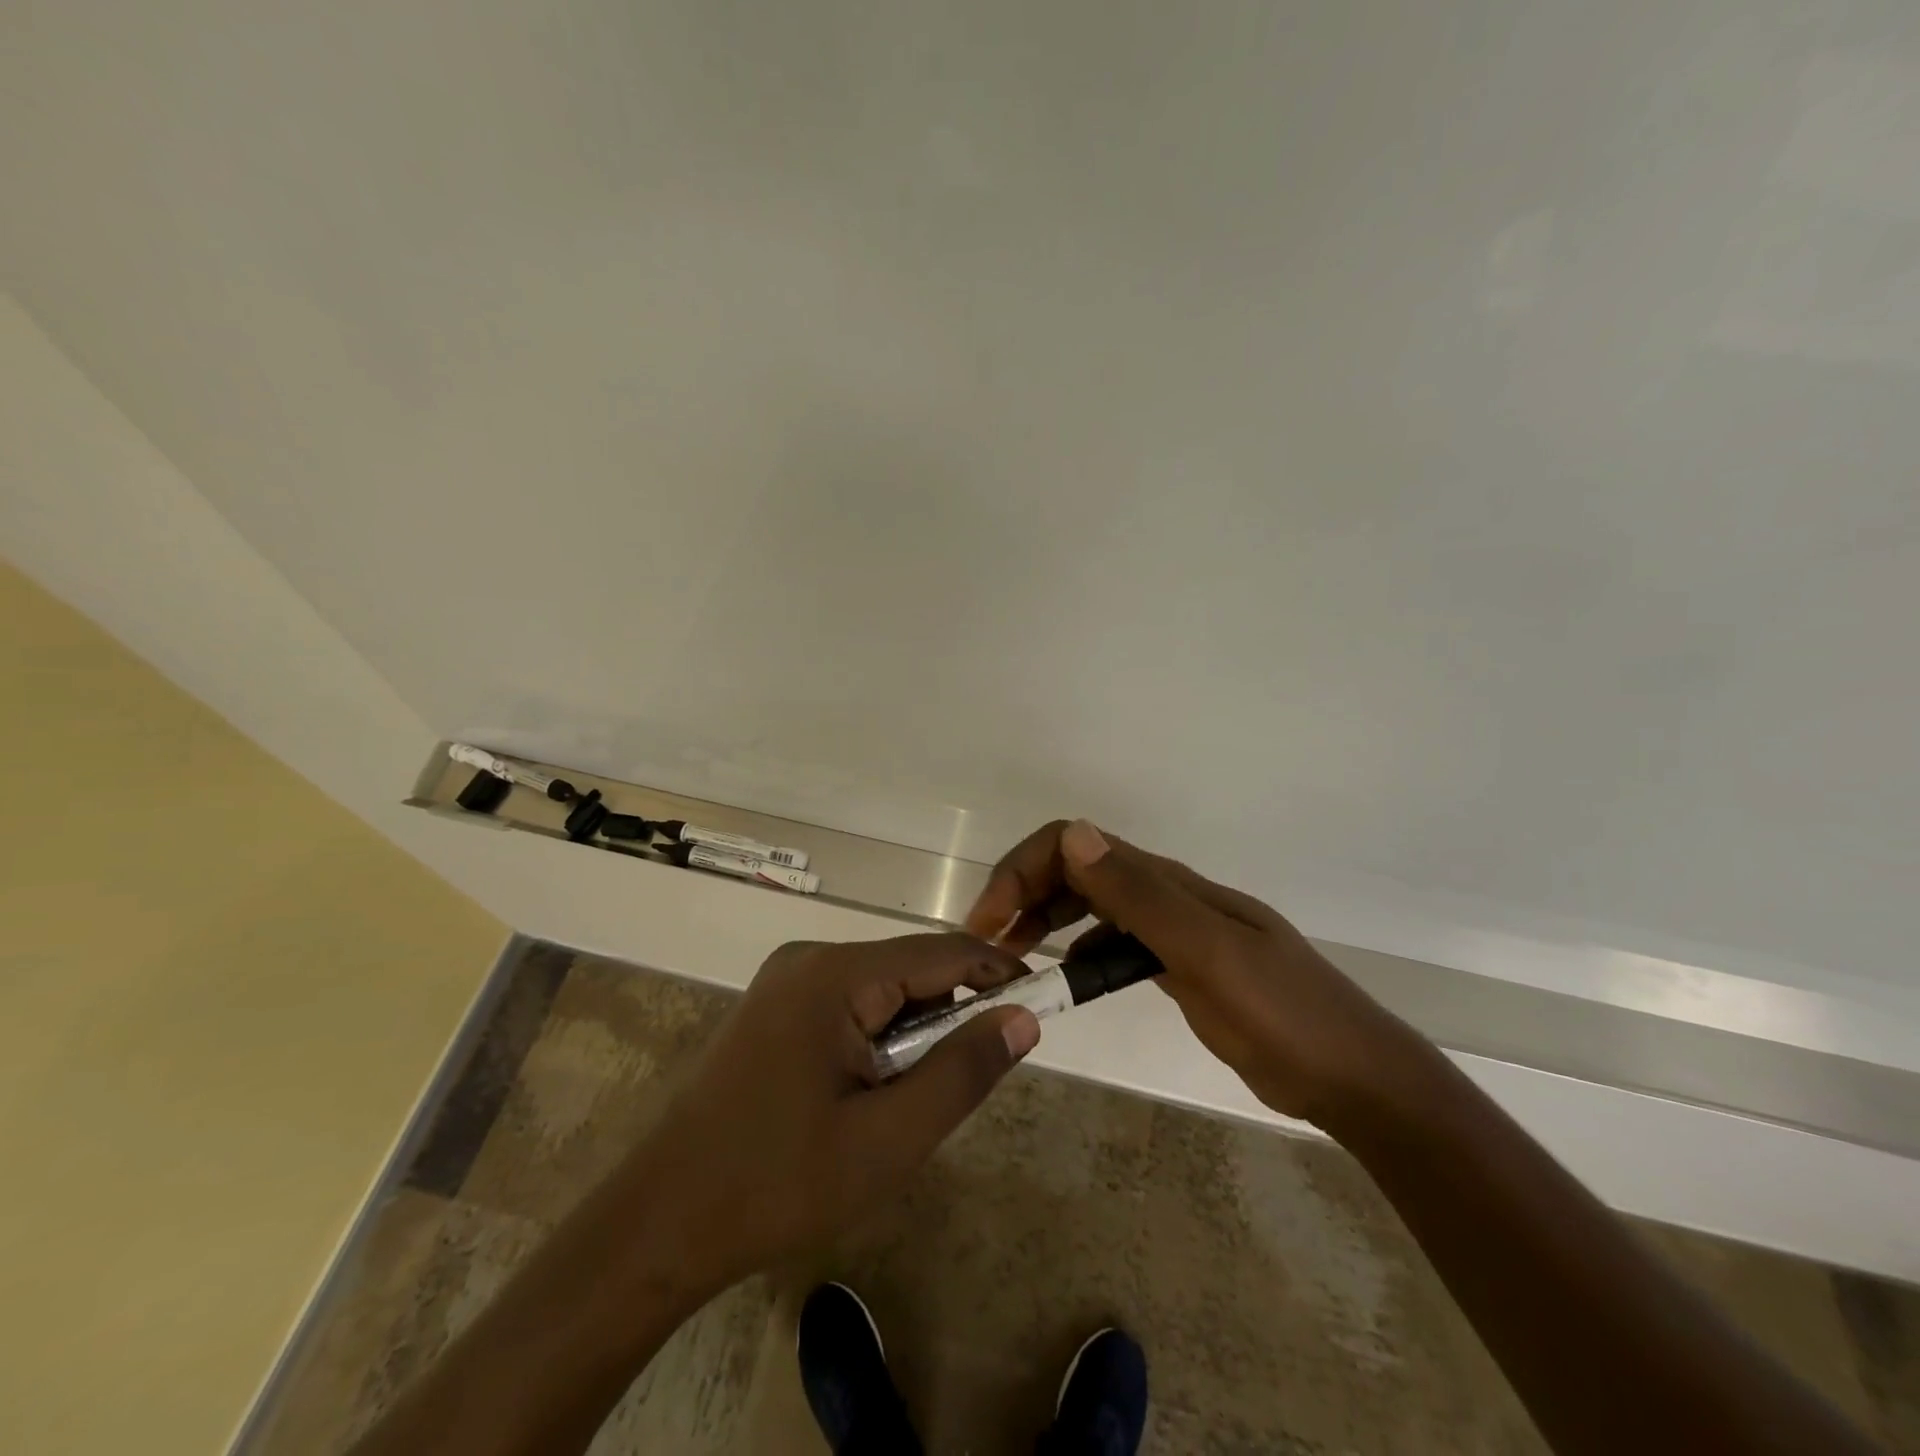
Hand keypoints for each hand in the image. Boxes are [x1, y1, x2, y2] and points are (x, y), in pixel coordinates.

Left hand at [622, 933, 1041, 1295]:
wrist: (661, 1223)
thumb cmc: (779, 1183)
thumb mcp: (889, 1139)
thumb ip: (963, 1072)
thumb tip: (1024, 1017)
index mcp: (835, 974)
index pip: (941, 952)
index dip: (998, 972)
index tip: (1044, 1003)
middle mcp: (810, 958)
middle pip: (910, 967)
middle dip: (953, 1011)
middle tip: (977, 1074)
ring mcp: (787, 980)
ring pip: (883, 987)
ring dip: (917, 1030)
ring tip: (918, 1096)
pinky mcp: (777, 1007)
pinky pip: (851, 1003)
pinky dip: (882, 1036)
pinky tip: (875, 1088)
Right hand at [966, 820, 1421, 1126]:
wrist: (1352, 1076)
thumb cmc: (1284, 1015)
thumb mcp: (1208, 954)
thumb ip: (1140, 897)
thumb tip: (1072, 834)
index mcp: (1168, 883)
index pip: (1076, 846)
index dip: (1024, 869)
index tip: (989, 922)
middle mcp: (1164, 896)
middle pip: (1077, 869)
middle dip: (1023, 892)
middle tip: (988, 945)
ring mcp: (1172, 931)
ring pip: (1091, 904)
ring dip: (1045, 919)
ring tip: (1013, 960)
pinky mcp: (1177, 965)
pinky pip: (1113, 944)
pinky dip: (1080, 952)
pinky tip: (1068, 981)